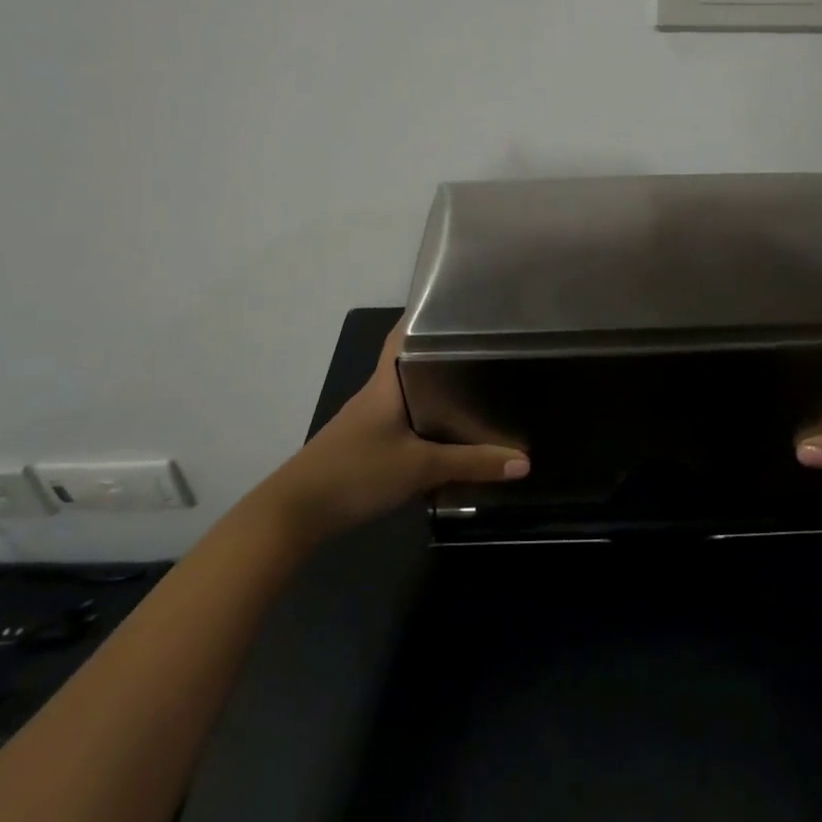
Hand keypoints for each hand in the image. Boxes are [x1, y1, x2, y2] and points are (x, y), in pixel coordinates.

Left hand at [265, 318, 528, 545]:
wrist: (295, 513)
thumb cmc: (356, 472)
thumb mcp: (420, 467)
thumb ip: (472, 463)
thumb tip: (525, 462)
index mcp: (387, 382)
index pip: (405, 332)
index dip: (430, 315)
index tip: (466, 307)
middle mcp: (378, 392)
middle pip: (413, 361)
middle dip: (447, 354)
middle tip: (490, 348)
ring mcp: (369, 419)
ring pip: (410, 393)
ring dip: (438, 389)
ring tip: (481, 385)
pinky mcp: (367, 443)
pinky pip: (405, 420)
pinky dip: (428, 419)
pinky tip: (451, 432)